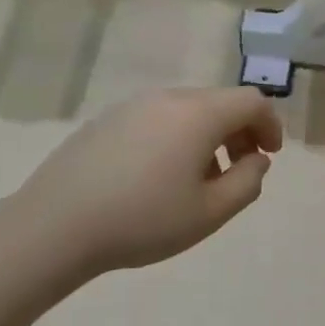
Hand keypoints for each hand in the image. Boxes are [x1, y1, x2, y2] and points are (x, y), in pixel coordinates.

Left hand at [12, 87, 283, 278]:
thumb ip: (247, 182)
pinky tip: (161, 177)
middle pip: (220, 102)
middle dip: (240, 131)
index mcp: (199, 114)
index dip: (270, 125)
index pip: (251, 101)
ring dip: (208, 136)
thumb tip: (257, 160)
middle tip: (239, 170)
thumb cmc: (144, 220)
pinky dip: (177, 137)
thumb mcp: (211, 212)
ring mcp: (133, 106)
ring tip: (200, 179)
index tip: (269, 156)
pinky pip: (158, 119)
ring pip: (188, 110)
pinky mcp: (107, 121)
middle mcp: (168, 99)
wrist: (55, 226)